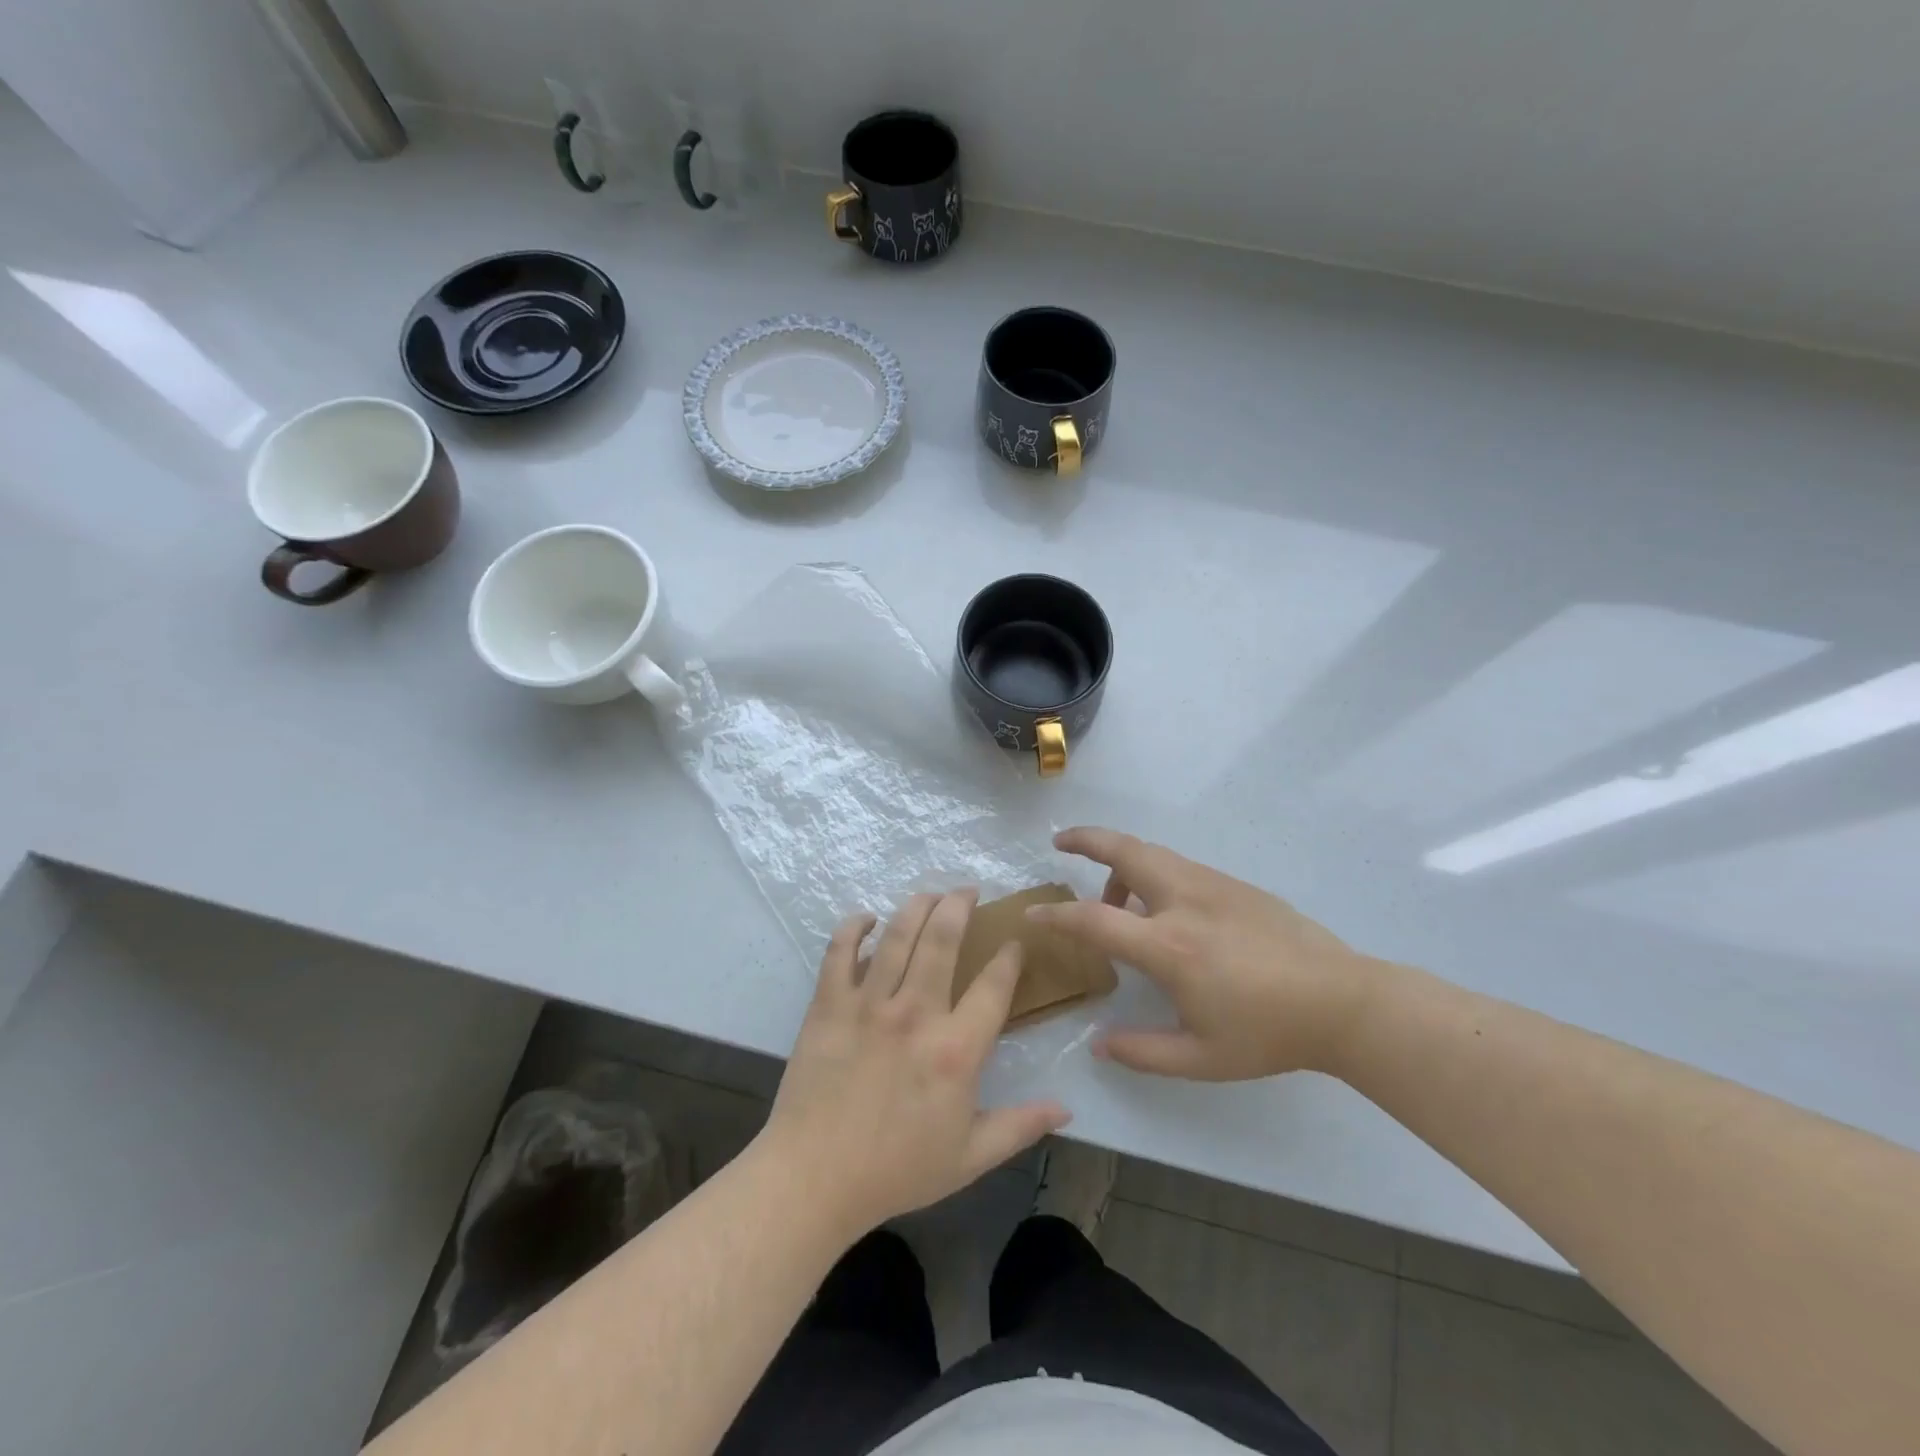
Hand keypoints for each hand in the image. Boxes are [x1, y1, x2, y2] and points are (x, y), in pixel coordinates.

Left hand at [759, 891, 1069, 1241]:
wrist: (814, 1180)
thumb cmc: (896, 1170)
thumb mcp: (970, 1157)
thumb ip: (1020, 1127)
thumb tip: (1067, 1109)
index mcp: (956, 1050)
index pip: (994, 985)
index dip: (1009, 957)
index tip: (1013, 943)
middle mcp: (916, 1013)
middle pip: (944, 938)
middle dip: (960, 905)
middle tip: (968, 891)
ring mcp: (869, 1004)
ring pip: (898, 934)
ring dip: (918, 905)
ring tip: (931, 894)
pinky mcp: (829, 1004)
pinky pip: (840, 951)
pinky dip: (854, 927)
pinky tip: (867, 919)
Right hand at [1029, 828, 1379, 1079]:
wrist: (1342, 1002)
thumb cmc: (1268, 1034)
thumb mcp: (1201, 1059)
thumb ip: (1143, 1051)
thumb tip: (1099, 1043)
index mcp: (1169, 947)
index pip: (1095, 919)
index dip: (1056, 916)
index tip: (1032, 915)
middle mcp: (1183, 902)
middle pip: (1124, 851)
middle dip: (1085, 839)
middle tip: (1060, 843)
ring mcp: (1211, 885)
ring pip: (1151, 853)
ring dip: (1119, 863)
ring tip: (1112, 898)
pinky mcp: (1233, 883)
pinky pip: (1177, 866)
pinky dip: (1151, 874)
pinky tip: (1160, 909)